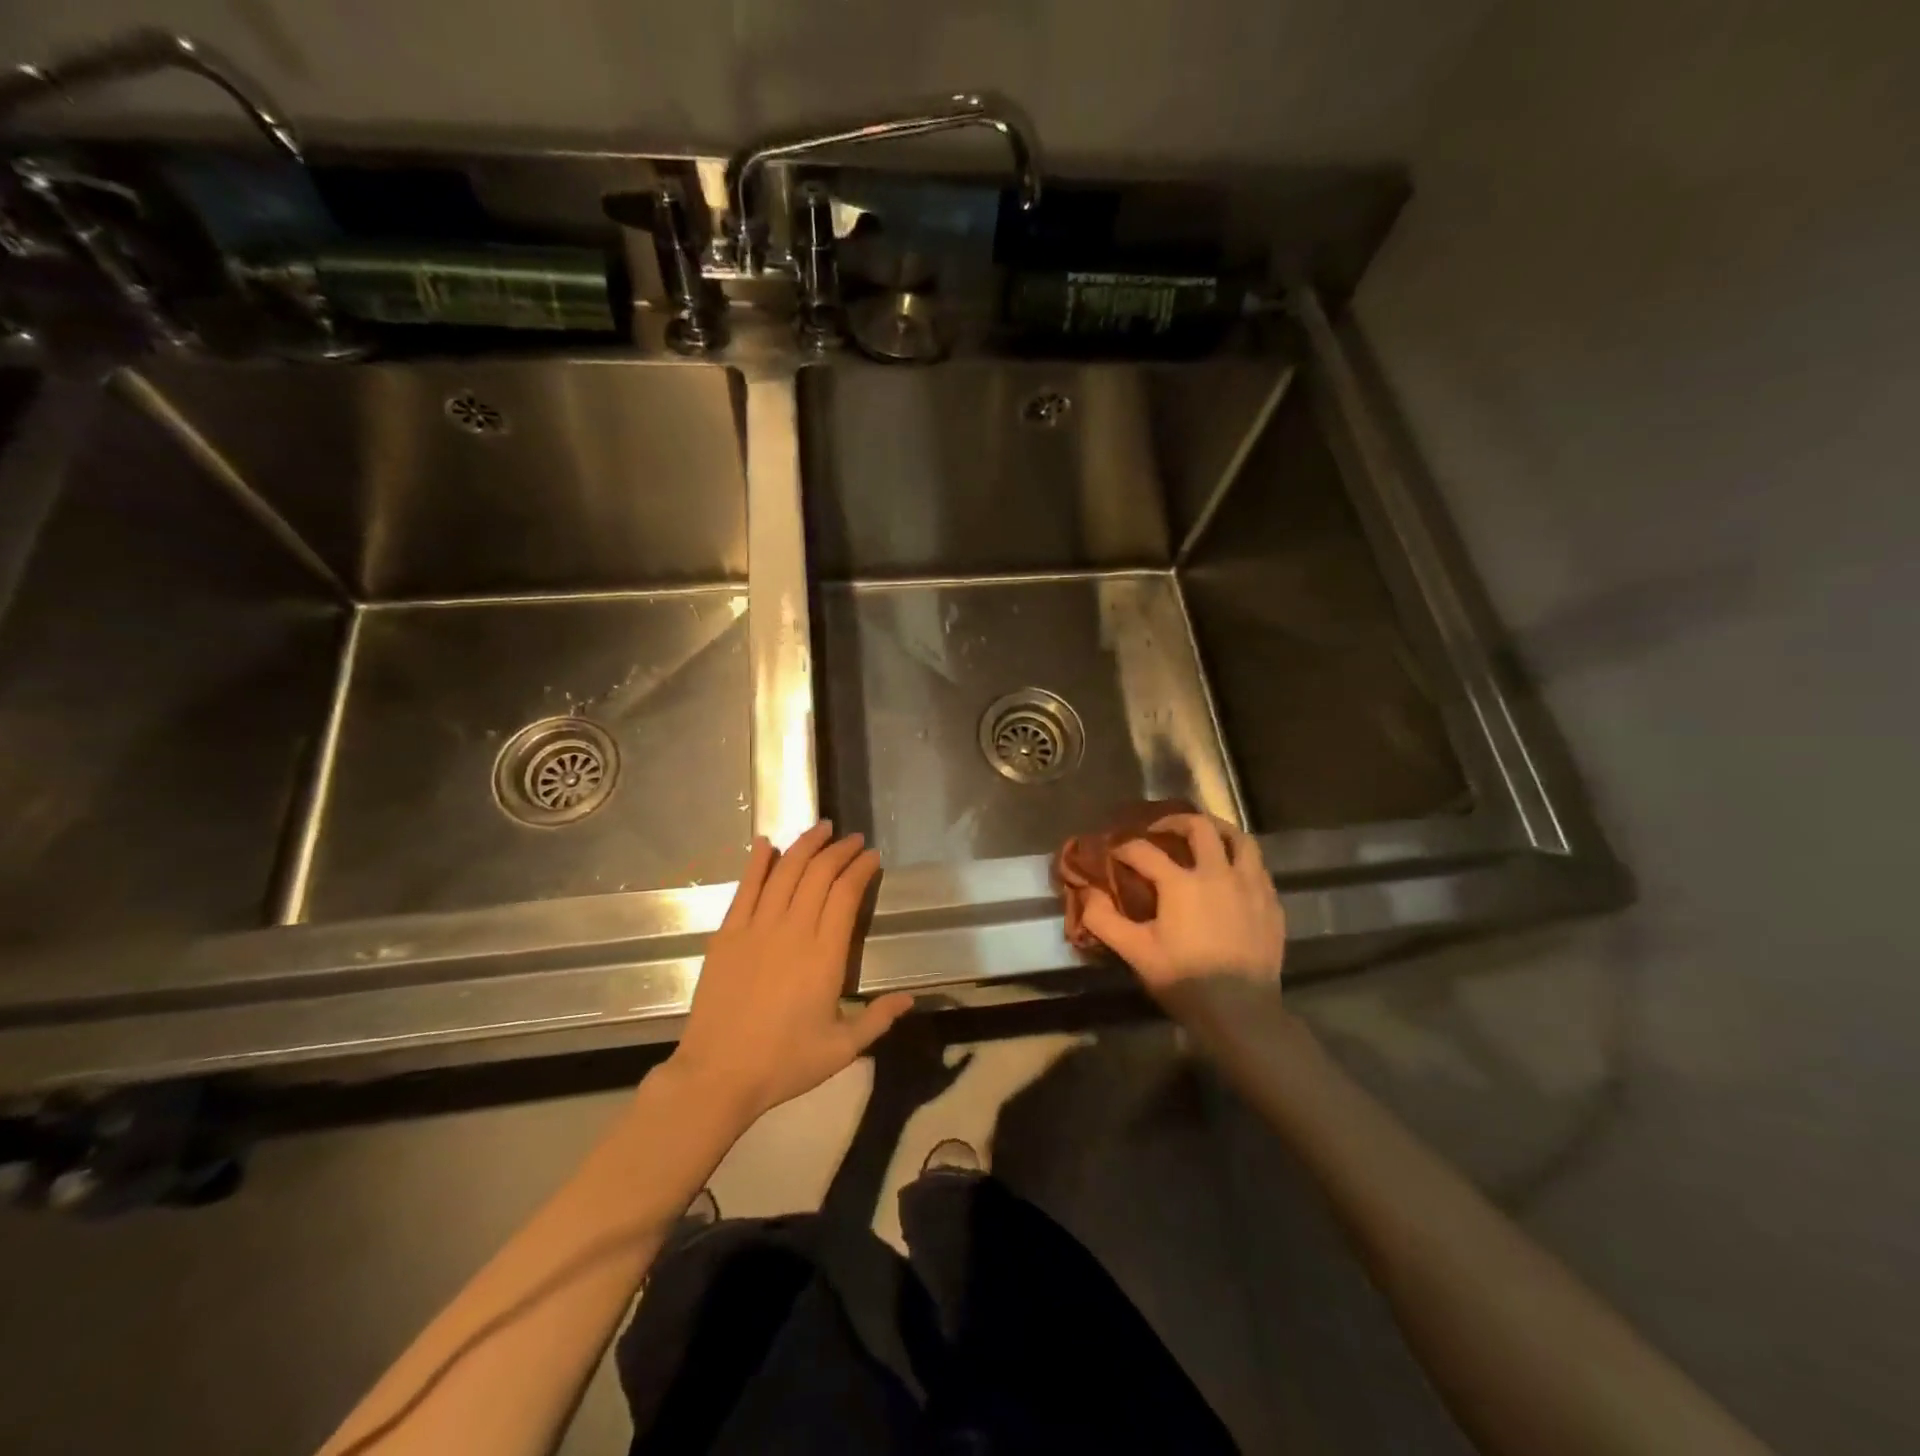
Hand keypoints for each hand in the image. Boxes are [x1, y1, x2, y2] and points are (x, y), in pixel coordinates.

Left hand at [670, 823, 913, 1124]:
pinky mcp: (727, 934)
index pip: (846, 894)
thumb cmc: (784, 1063)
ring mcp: (756, 928)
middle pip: (819, 874)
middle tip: (852, 839)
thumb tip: (910, 999)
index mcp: (825, 955)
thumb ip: (877, 1019)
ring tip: (820, 828)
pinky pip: (746, 888)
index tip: (872, 856)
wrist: (718, 1075)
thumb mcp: (842, 1049)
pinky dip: (757, 862)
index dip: (861, 869)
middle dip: (839, 850)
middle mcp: (793, 931)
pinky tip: (766, 843)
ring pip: (785, 872)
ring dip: (805, 845)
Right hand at [1081, 814, 1285, 997]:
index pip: (1145, 851)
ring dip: (1218, 830)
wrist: (1241, 1013)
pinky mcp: (1271, 903)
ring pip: (1239, 839)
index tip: (1115, 854)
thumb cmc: (1184, 980)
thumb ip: (1104, 920)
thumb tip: (1087, 893)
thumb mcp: (1135, 952)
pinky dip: (1241, 860)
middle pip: (1199, 827)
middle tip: (1160, 831)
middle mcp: (1218, 873)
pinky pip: (1258, 867)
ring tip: (1204, 837)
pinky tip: (1231, 873)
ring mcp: (1251, 886)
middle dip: (1175, 822)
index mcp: (1181, 883)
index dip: (1125, 848)